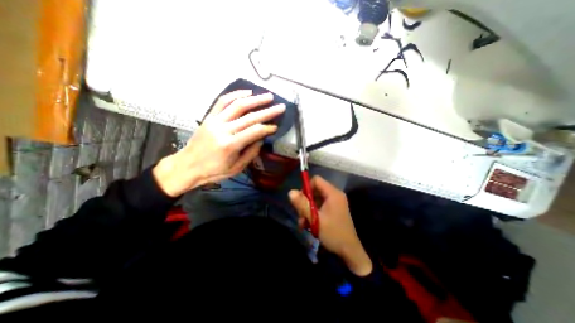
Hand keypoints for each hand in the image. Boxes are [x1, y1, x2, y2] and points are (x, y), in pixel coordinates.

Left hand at [153, 90, 284, 195]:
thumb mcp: (236, 168)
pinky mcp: (209, 117)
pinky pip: (223, 102)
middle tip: (280, 107)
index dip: (268, 128)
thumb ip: (251, 153)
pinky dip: (235, 95)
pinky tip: (247, 92)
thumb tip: (261, 139)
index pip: (255, 131)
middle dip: (268, 111)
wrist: (187, 166)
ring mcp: (215, 121)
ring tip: (268, 96)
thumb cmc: (213, 171)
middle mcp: (223, 130)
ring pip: (238, 105)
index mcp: (230, 145)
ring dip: (255, 99)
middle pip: (250, 117)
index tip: (276, 126)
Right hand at [288, 177, 373, 275]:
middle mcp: (335, 195)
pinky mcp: (333, 210)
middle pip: (315, 190)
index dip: (306, 187)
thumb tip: (290, 192)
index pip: (316, 180)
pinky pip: (319, 206)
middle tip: (300, 215)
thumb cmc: (333, 234)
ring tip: (303, 224)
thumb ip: (302, 205)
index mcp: (333, 193)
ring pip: (315, 199)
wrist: (349, 252)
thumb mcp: (315, 219)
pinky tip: (308, 225)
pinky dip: (312, 214)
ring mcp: (334, 203)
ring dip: (307, 210)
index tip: (300, 200)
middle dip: (305, 202)